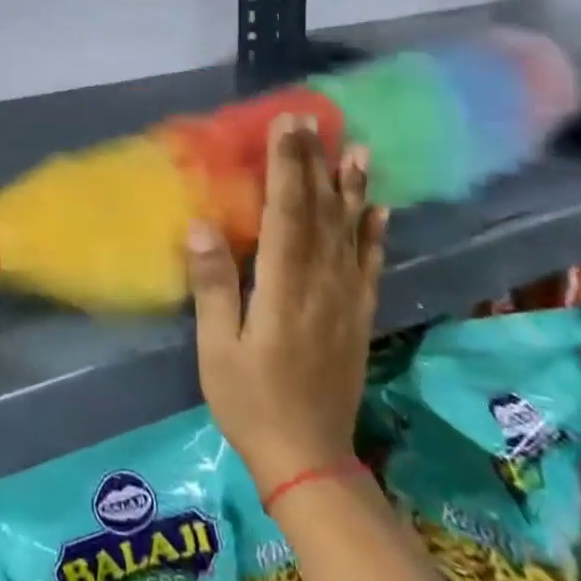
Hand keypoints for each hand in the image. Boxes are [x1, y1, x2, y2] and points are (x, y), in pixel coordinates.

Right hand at [188, 115, 386, 495]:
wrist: (309, 460)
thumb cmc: (251, 403)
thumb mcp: (217, 350)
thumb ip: (213, 286)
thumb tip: (200, 226)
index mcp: (284, 289)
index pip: (287, 213)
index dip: (287, 166)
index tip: (286, 126)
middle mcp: (322, 285)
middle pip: (319, 212)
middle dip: (313, 162)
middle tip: (311, 119)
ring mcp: (346, 300)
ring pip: (350, 232)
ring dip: (351, 187)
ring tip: (355, 148)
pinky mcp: (358, 316)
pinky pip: (370, 265)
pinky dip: (375, 233)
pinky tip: (380, 207)